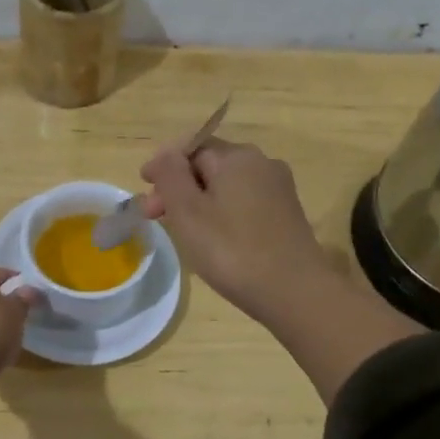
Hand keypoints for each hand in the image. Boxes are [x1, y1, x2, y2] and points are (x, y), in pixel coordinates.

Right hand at [140, 138, 335, 320]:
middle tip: (154, 216)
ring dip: (199, 201)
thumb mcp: (188, 211)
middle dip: (179, 186)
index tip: (144, 187)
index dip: (164, 165)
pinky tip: (214, 238)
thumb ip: (170, 175)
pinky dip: (222, 213)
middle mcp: (262, 164)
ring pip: (227, 186)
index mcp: (238, 156)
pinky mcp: (286, 215)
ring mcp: (279, 190)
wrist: (295, 292)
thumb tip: (165, 154)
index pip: (191, 147)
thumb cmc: (232, 249)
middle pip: (209, 166)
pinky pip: (244, 203)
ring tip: (181, 229)